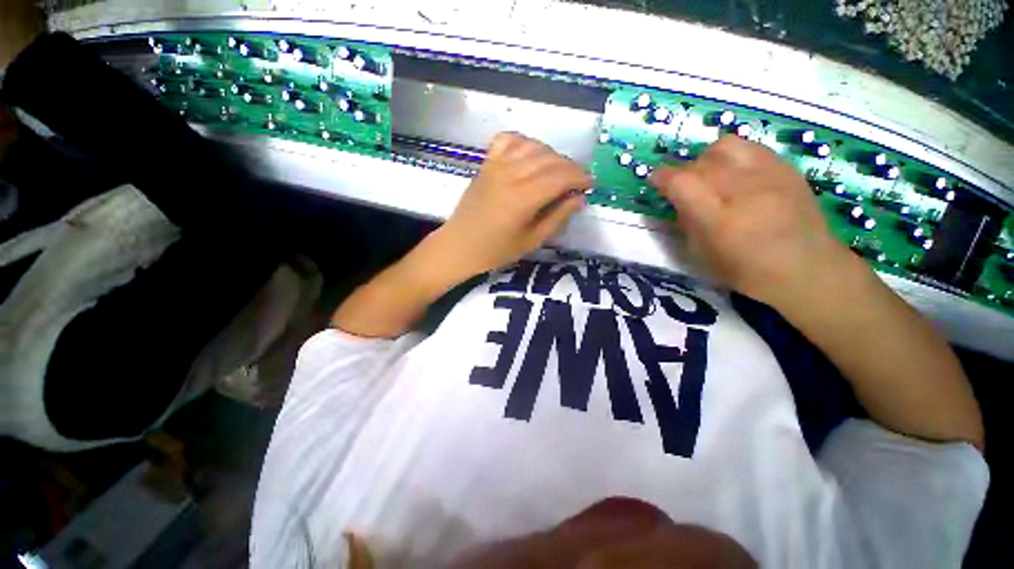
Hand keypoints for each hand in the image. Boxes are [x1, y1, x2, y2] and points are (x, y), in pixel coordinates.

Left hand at [430, 132, 592, 279]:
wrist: (459, 246)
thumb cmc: (496, 250)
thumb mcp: (531, 241)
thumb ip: (557, 217)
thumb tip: (579, 198)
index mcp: (523, 198)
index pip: (560, 176)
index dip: (580, 177)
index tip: (590, 184)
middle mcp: (511, 175)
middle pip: (550, 159)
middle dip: (570, 167)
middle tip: (577, 182)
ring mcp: (496, 166)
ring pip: (533, 146)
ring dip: (551, 155)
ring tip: (557, 171)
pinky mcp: (486, 164)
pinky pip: (508, 140)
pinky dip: (524, 142)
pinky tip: (530, 155)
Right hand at [649, 135, 853, 308]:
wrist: (808, 268)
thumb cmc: (746, 271)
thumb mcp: (701, 255)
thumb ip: (685, 223)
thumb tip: (675, 199)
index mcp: (719, 220)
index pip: (682, 183)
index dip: (663, 177)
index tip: (655, 180)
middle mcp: (744, 191)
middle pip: (700, 163)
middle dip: (683, 171)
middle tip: (682, 186)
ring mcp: (769, 176)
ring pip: (725, 146)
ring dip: (707, 159)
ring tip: (709, 175)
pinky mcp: (787, 168)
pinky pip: (750, 147)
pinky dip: (732, 156)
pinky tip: (734, 173)